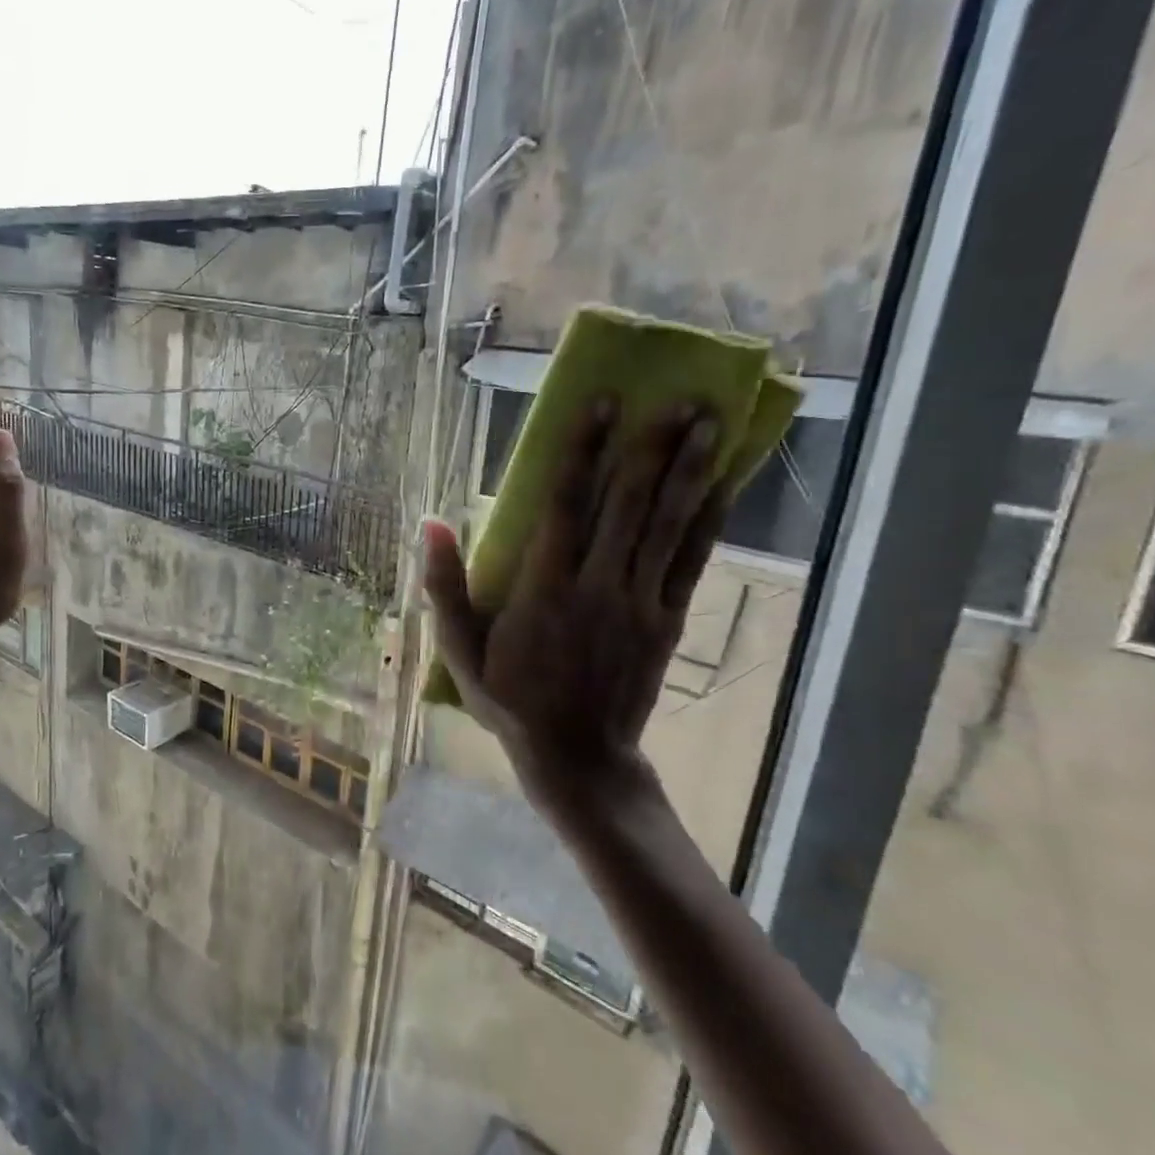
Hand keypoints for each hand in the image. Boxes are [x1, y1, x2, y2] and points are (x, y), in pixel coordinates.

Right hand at [423, 399, 725, 814]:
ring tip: (709, 423)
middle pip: (627, 505)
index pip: (565, 505)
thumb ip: (444, 585)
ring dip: (688, 472)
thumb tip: (431, 522)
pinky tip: (723, 485)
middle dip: (651, 447)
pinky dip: (707, 521)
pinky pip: (691, 562)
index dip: (584, 451)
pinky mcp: (666, 621)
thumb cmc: (509, 699)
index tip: (602, 404)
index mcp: (544, 587)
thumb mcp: (459, 648)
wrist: (577, 756)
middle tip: (677, 397)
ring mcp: (638, 602)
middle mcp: (597, 585)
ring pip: (666, 526)